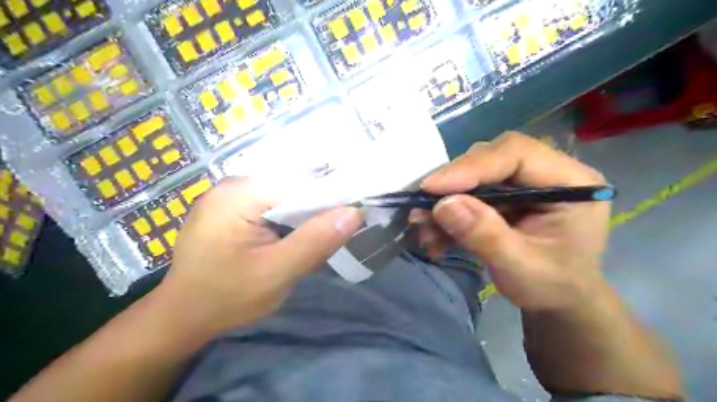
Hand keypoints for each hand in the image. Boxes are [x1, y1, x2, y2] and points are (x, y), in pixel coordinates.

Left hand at [154, 177, 361, 335]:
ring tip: (313, 239)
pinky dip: (287, 221)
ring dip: (302, 217)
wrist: (182, 317)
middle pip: (292, 187)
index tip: (353, 215)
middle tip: (332, 234)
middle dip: (315, 210)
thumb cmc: (226, 297)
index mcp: (240, 193)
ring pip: (283, 197)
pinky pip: (270, 206)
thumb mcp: (276, 273)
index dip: (331, 196)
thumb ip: (315, 241)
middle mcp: (234, 184)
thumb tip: (354, 212)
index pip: (300, 181)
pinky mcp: (231, 208)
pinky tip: (289, 239)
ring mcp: (230, 195)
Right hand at [415, 133, 610, 312]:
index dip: (471, 167)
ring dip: (446, 199)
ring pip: (475, 173)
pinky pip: (471, 190)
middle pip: (491, 157)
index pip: (516, 154)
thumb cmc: (552, 286)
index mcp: (571, 182)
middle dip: (453, 183)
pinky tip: (436, 234)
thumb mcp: (520, 267)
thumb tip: (442, 205)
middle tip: (422, 207)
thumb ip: (484, 235)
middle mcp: (548, 171)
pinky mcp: (507, 190)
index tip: (431, 188)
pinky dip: (449, 210)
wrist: (558, 298)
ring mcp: (526, 179)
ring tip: (424, 227)